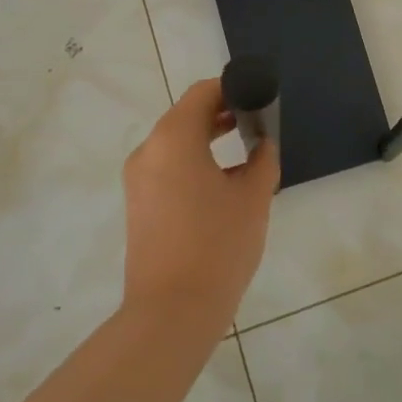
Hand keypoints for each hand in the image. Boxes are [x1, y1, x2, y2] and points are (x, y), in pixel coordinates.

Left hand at [121, 78, 279, 329]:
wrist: (172, 312)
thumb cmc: (217, 245)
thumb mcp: (253, 197)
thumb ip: (263, 160)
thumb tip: (262, 144)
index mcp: (174, 138)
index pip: (202, 93)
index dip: (232, 89)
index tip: (259, 99)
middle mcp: (149, 151)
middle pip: (186, 116)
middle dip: (221, 114)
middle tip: (257, 123)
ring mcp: (138, 180)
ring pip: (175, 143)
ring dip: (207, 139)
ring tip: (245, 150)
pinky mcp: (138, 205)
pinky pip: (167, 168)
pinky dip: (193, 162)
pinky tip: (223, 183)